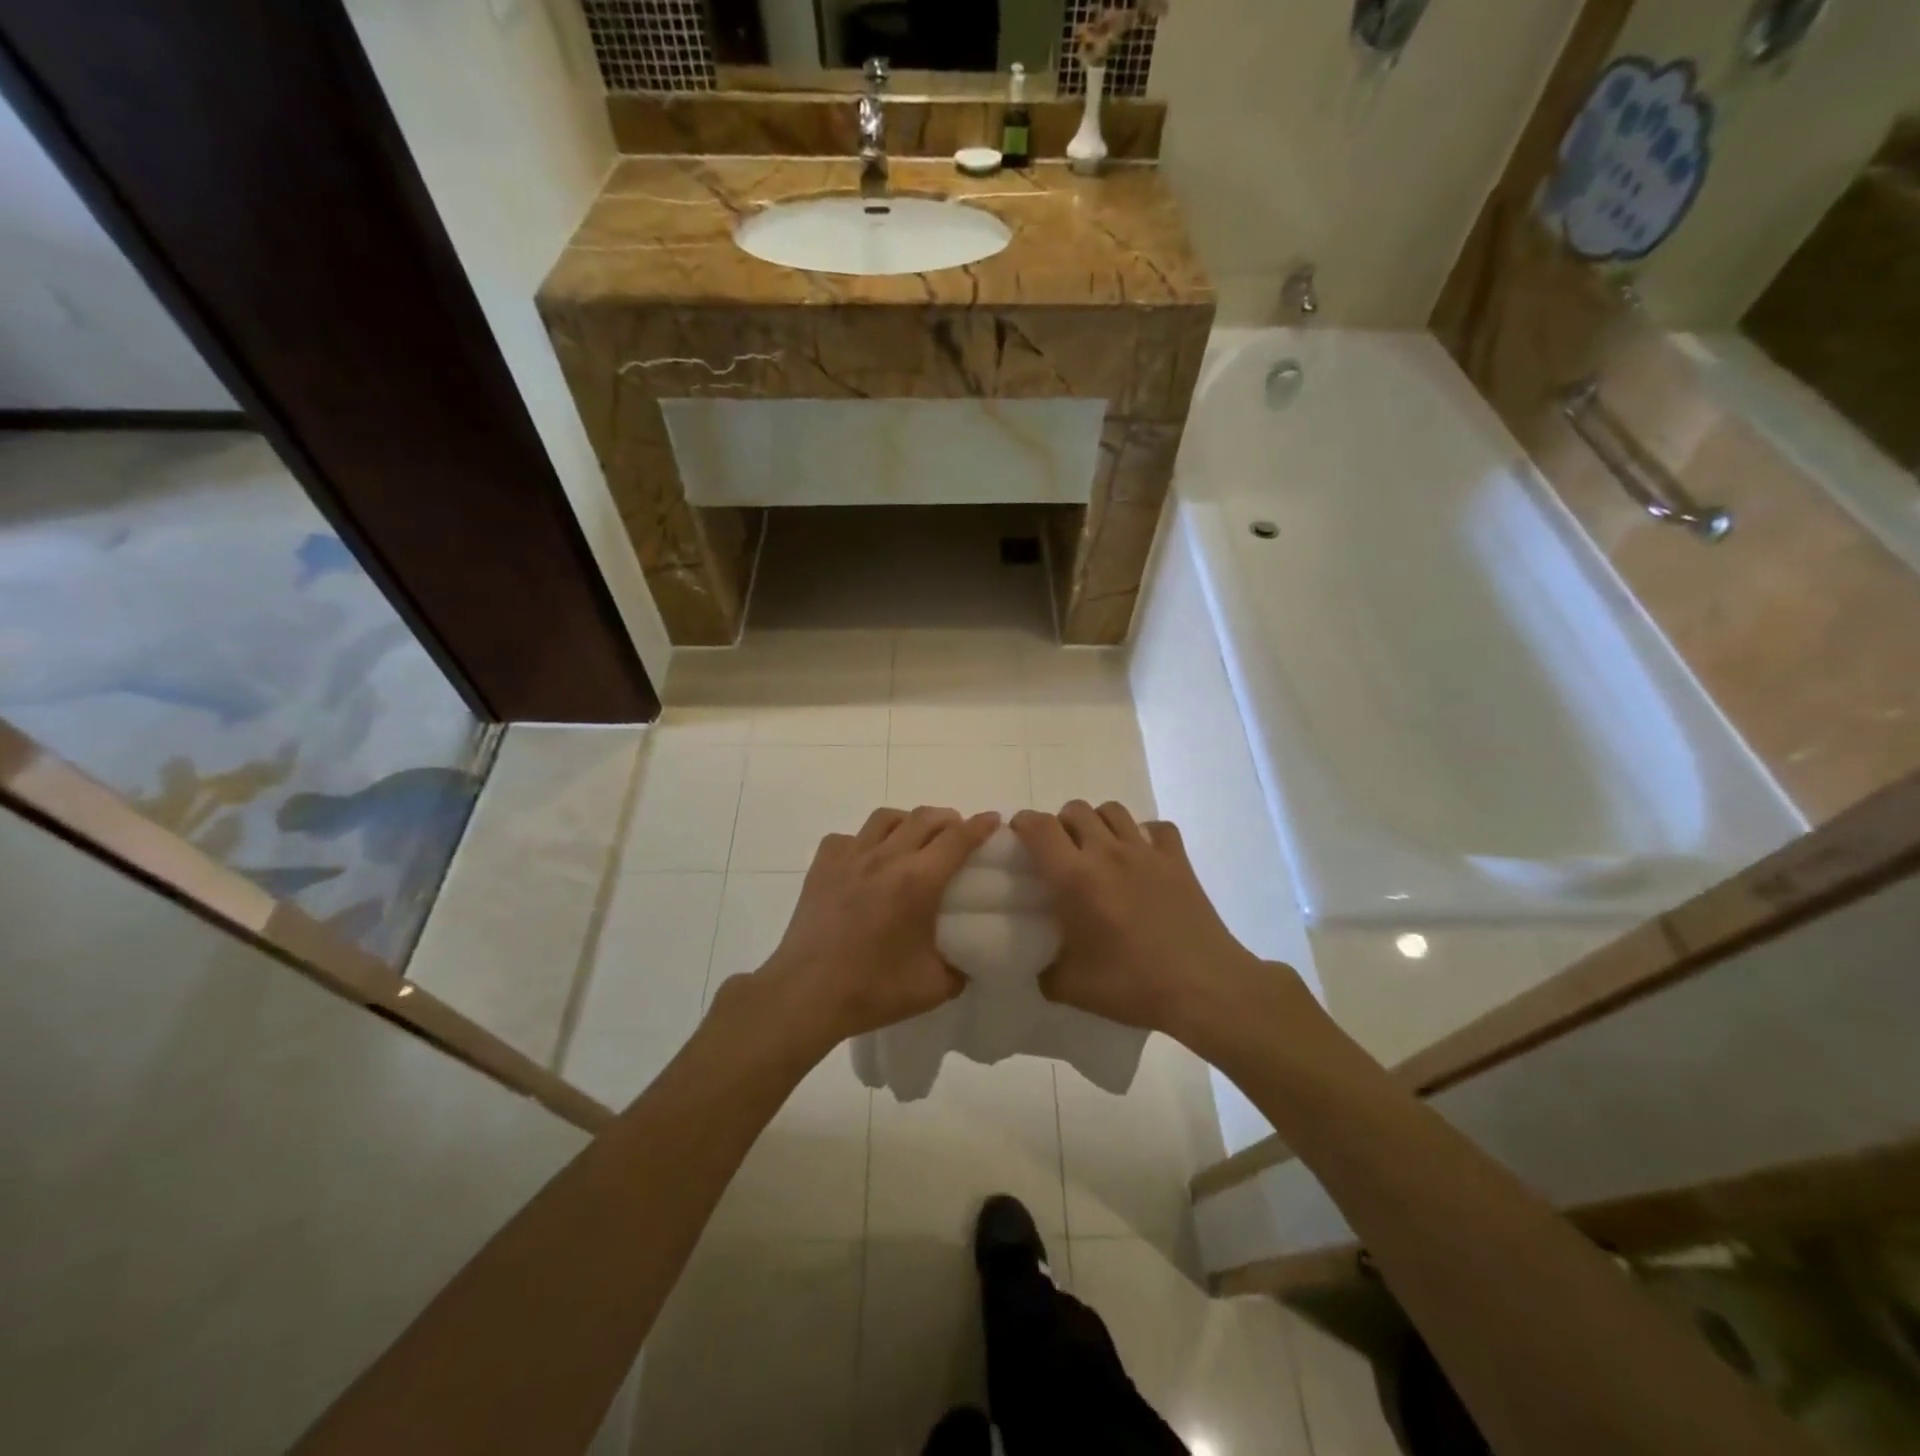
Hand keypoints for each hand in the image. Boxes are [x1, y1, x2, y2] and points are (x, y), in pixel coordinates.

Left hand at [755, 806, 1000, 1051]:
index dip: (980, 826)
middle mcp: (886, 857)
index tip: (993, 820)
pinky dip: (865, 841)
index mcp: (917, 881)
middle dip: (949, 819)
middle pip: (925, 817)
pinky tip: (867, 862)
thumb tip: (967, 961)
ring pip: (886, 817)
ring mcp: (850, 857)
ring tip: (914, 840)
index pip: (958, 838)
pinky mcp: (822, 865)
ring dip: (909, 822)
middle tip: (957, 835)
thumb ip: (959, 969)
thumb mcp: (932, 988)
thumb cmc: (872, 990)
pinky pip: (849, 837)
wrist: (806, 994)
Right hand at [1011, 801, 1272, 1047]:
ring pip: (1112, 810)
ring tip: (1098, 850)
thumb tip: (1038, 961)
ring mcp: (1146, 852)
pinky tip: (1141, 857)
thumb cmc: (1133, 986)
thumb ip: (1044, 968)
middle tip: (1061, 853)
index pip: (1039, 828)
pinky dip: (1144, 834)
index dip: (1023, 824)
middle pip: (1075, 810)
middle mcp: (1108, 852)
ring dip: (1098, 823)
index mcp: (1076, 878)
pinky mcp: (1178, 859)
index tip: (1018, 837)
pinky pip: (1156, 827)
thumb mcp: (1071, 988)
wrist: (1204, 988)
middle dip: (1060, 824)